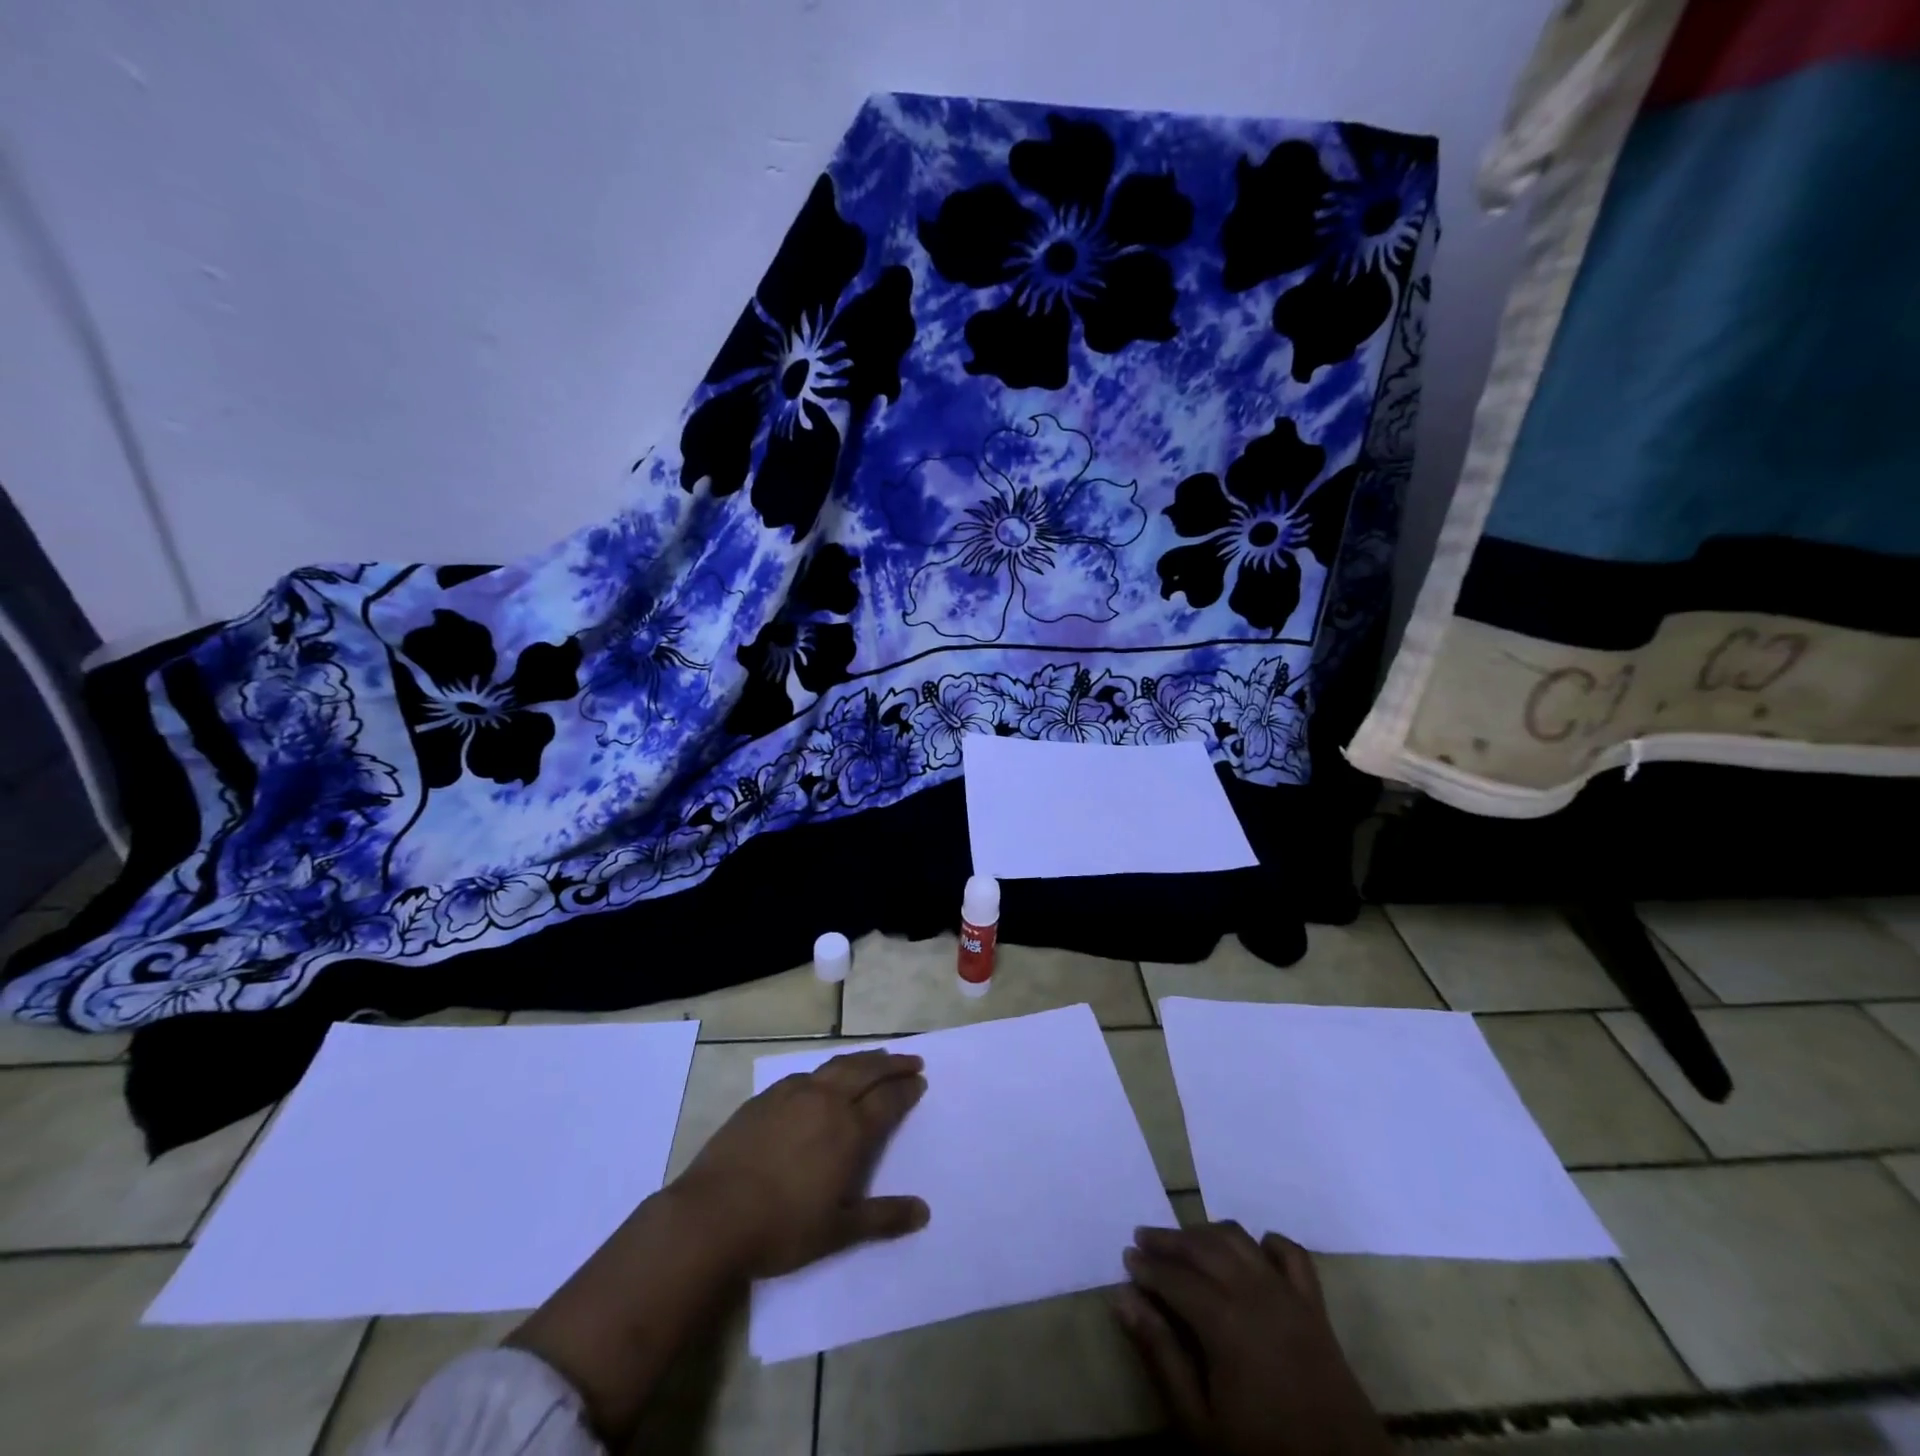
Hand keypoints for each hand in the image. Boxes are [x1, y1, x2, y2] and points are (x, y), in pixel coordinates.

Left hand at [675, 1048, 929, 1276]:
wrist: (711, 1216)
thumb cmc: (780, 1229)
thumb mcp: (838, 1232)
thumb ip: (883, 1218)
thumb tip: (924, 1212)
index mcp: (848, 1131)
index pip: (887, 1100)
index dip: (906, 1089)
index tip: (920, 1081)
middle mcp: (825, 1102)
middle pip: (866, 1071)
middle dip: (892, 1064)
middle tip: (911, 1059)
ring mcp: (792, 1095)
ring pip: (836, 1065)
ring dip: (861, 1060)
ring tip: (876, 1058)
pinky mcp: (764, 1098)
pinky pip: (804, 1074)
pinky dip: (825, 1071)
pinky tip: (822, 1078)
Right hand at [1115, 1222, 1388, 1455]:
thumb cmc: (1262, 1455)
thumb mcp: (1199, 1424)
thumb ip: (1161, 1355)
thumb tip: (1123, 1298)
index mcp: (1225, 1322)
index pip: (1175, 1278)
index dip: (1147, 1266)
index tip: (1126, 1260)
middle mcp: (1255, 1294)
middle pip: (1203, 1247)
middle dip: (1169, 1240)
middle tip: (1143, 1239)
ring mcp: (1289, 1296)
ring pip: (1240, 1240)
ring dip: (1207, 1233)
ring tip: (1185, 1241)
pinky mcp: (1316, 1309)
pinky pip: (1292, 1255)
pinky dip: (1268, 1243)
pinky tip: (1252, 1248)